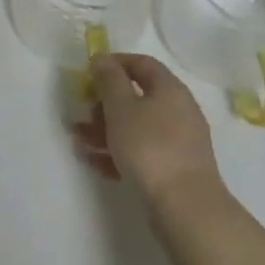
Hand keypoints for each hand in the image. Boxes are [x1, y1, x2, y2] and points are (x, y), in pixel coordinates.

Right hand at [74, 53, 225, 207]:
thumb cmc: (150, 147)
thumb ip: (108, 79)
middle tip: (82, 113)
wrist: (185, 207)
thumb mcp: (121, 107)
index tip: (89, 73)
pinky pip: (140, 152)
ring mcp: (177, 142)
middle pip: (136, 97)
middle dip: (103, 104)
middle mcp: (178, 111)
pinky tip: (95, 163)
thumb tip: (102, 58)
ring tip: (79, 142)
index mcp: (170, 90)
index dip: (114, 63)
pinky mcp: (173, 169)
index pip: (142, 63)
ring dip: (104, 130)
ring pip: (135, 127)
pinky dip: (117, 153)